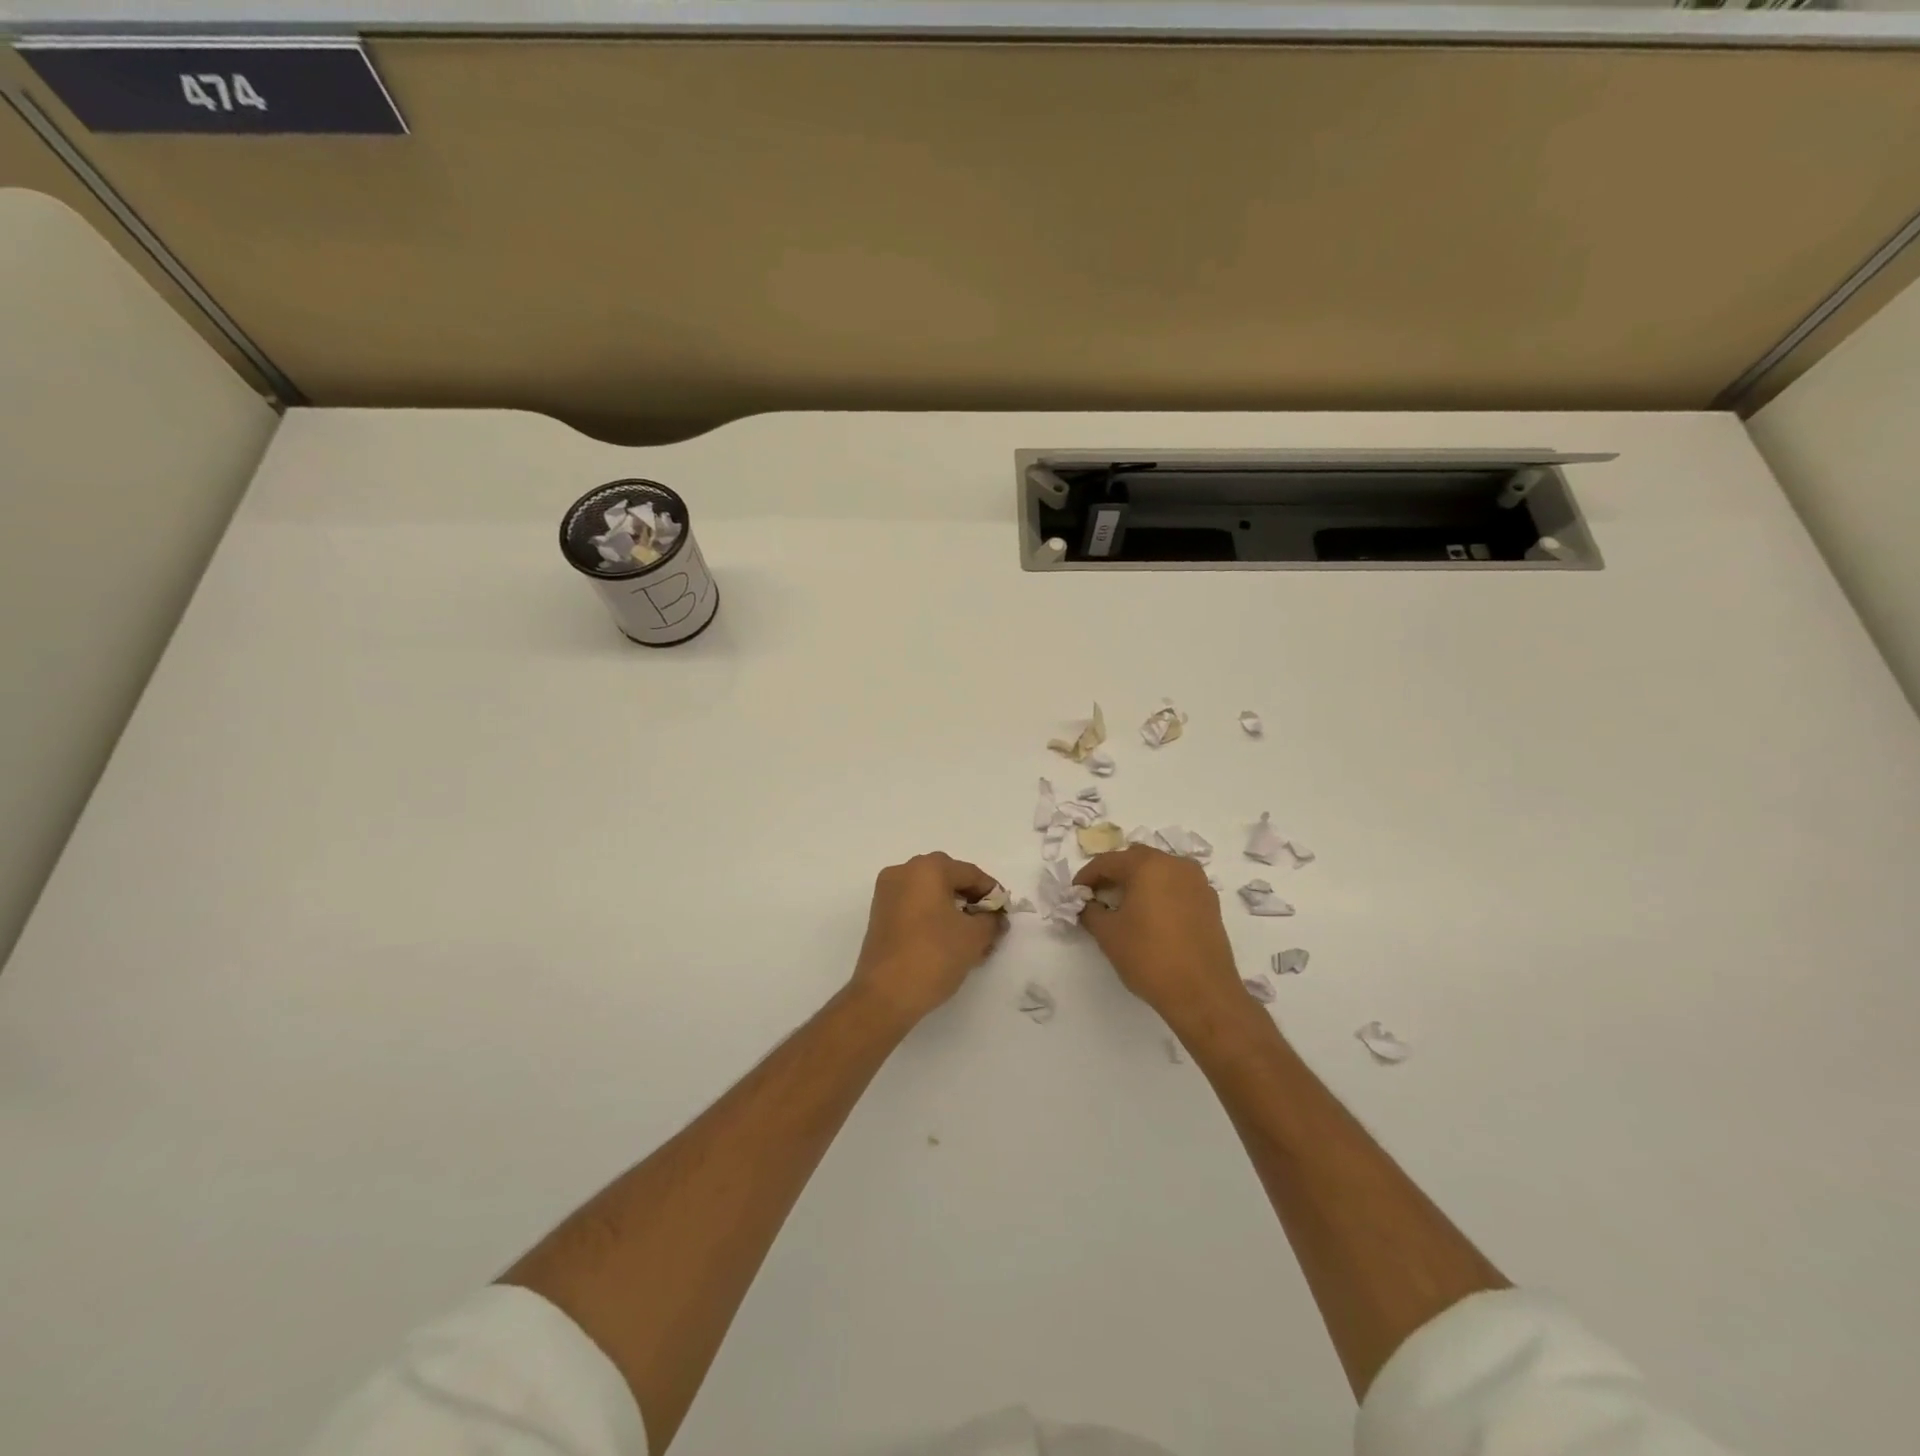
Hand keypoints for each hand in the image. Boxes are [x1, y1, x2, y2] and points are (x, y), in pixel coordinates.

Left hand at [849, 853, 1006, 1026]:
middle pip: (949, 880)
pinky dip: (934, 919)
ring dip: (953, 912)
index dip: (992, 893)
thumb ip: (992, 920)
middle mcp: (903, 872)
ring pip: (931, 895)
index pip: (970, 873)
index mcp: (927, 868)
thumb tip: (995, 917)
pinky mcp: (879, 915)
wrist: (885, 994)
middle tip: (989, 926)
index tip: (1005, 915)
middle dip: (972, 902)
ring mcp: (887, 893)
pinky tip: (948, 942)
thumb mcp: (974, 937)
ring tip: (972, 939)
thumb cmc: (934, 955)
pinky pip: (915, 908)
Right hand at [1075, 846, 1247, 1030]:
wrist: (1203, 994)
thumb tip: (1088, 905)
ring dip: (1138, 883)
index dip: (1086, 877)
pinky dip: (1159, 894)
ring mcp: (1198, 883)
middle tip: (1097, 898)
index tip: (1074, 894)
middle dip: (1114, 875)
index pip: (1108, 862)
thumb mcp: (1108, 934)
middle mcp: (1176, 864)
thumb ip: (1091, 912)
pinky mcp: (1210, 903)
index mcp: (1148, 865)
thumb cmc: (1149, 957)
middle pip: (1136, 860)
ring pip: (1159, 872)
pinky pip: (1177, 888)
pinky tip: (1150, 918)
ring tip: (1123, 907)